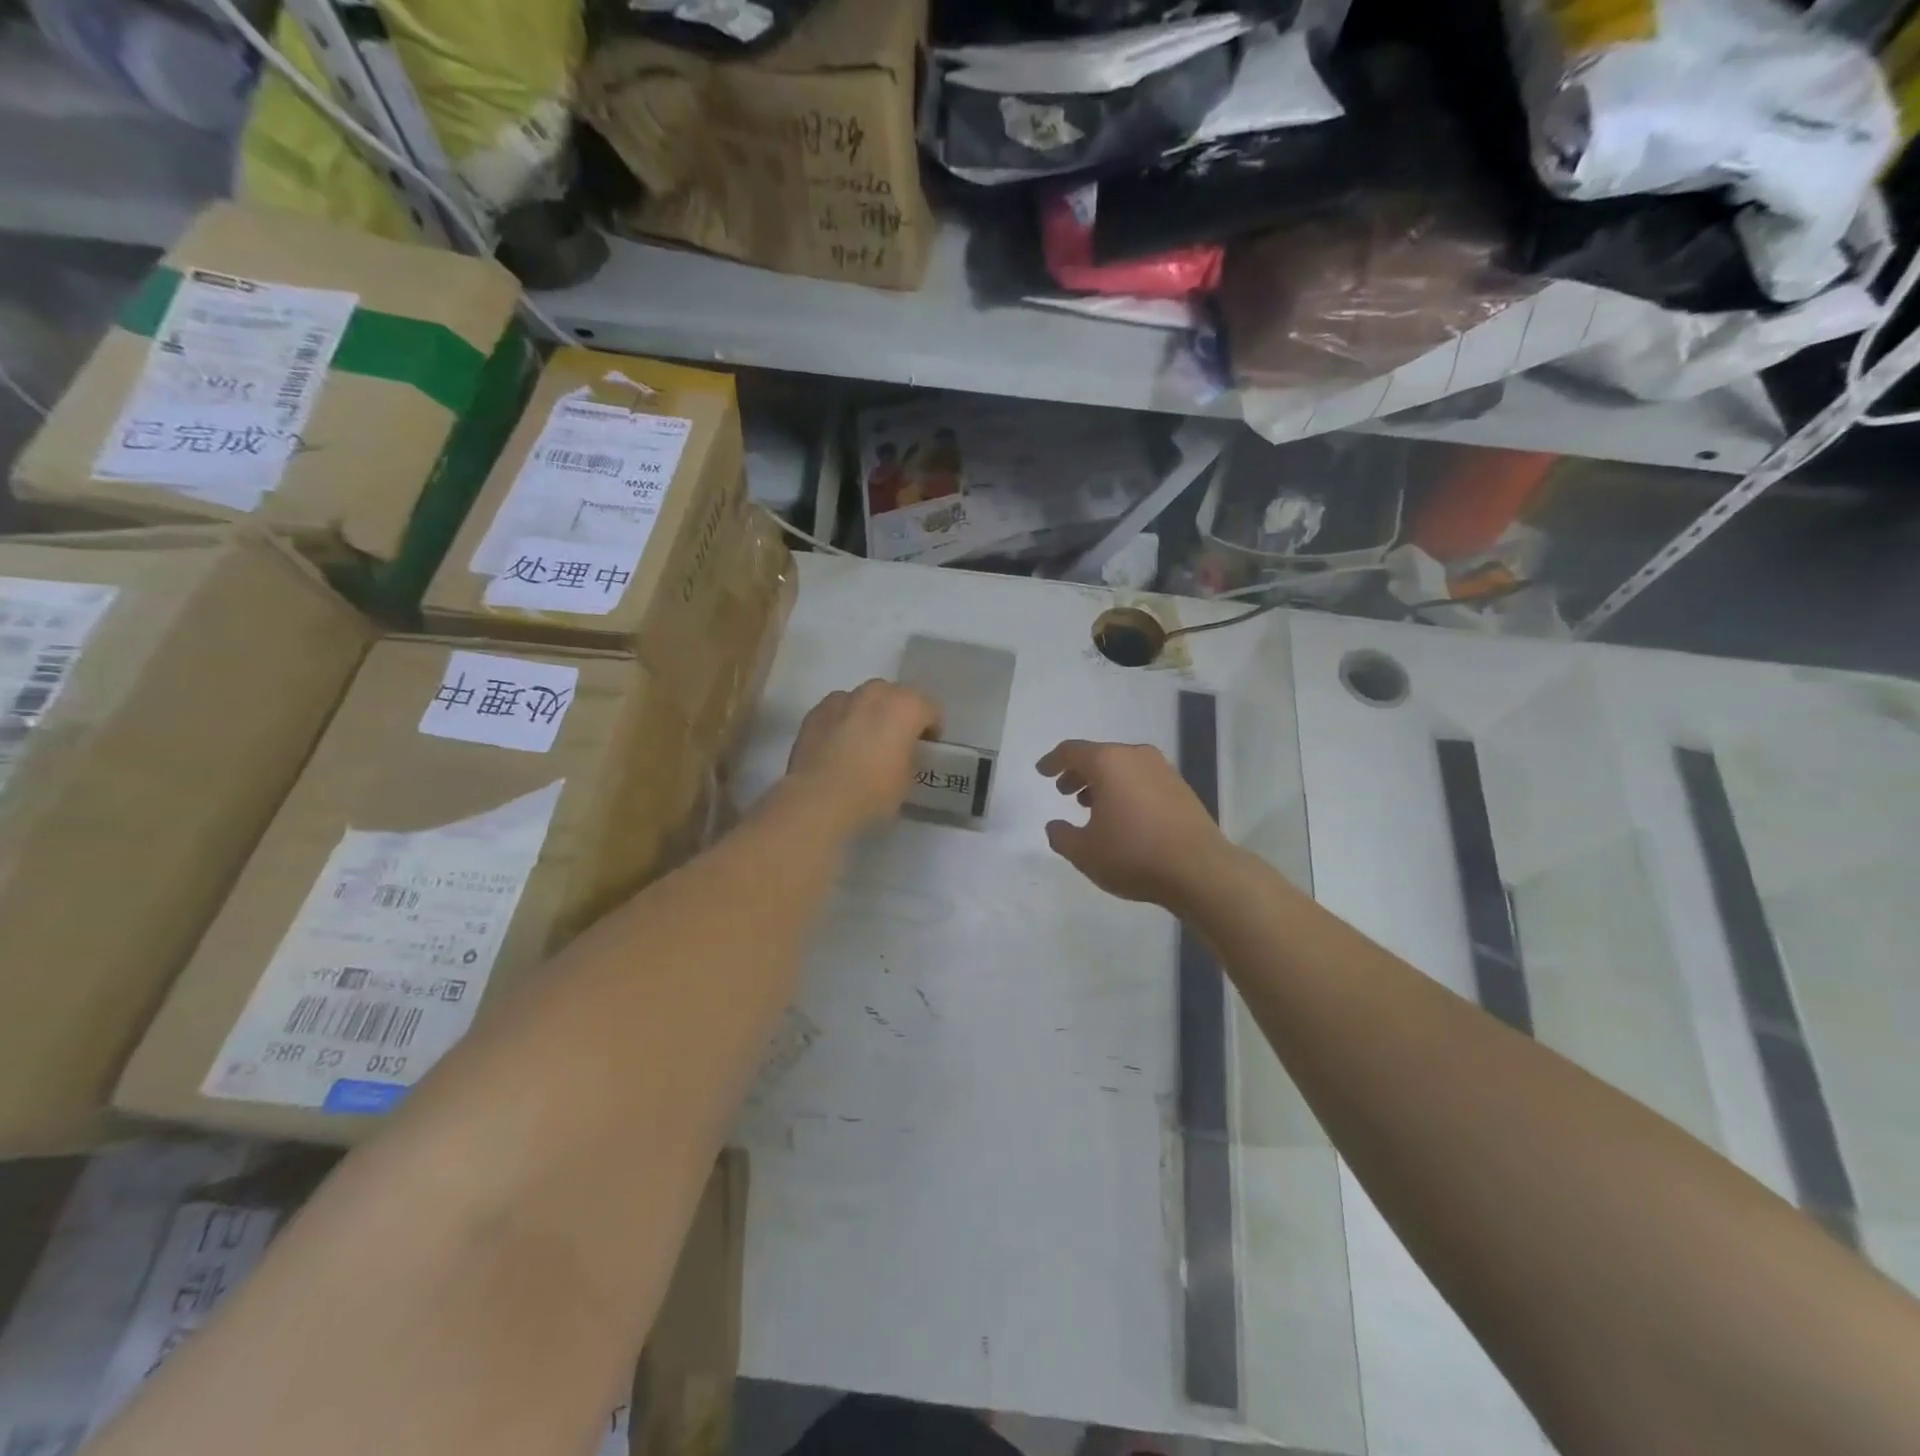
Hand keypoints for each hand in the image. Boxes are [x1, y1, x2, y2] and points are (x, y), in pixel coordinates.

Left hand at [785, 680, 940, 832]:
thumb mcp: (908, 778)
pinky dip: (842, 722)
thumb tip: (901, 751)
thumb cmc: (873, 790)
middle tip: (894, 743)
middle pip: (896, 697)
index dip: (931, 729)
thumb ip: (910, 755)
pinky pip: (838, 711)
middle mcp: (876, 693)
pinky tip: (837, 747)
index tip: (924, 748)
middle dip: (898, 715)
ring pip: (864, 700)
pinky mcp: (816, 711)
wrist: (818, 799)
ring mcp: (842, 698)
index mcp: (906, 706)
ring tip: (862, 744)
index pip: (931, 709)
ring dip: (869, 715)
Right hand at [1037, 740, 1228, 908]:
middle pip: (1099, 756)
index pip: (1072, 751)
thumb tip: (1055, 826)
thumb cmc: (1134, 854)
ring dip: (1103, 782)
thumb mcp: (1084, 852)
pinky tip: (1123, 816)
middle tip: (1065, 791)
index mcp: (1108, 763)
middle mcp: (1136, 757)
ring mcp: (1163, 770)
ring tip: (1091, 806)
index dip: (1053, 761)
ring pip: (1123, 767)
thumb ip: (1062, 836)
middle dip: (1078, 772)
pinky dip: (1125, 789)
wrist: (1200, 869)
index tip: (1042, 771)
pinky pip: (1142, 779)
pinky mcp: (1181, 788)